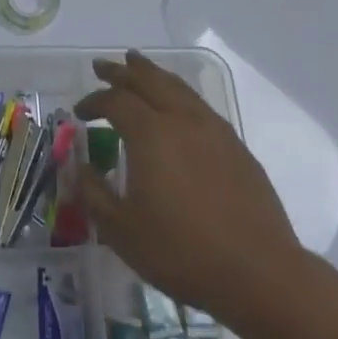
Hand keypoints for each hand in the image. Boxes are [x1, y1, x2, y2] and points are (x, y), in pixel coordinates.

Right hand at [74, 52, 304, 331]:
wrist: (258, 272)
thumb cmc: (180, 252)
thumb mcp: (120, 230)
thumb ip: (94, 193)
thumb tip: (80, 167)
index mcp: (150, 134)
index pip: (115, 101)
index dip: (93, 101)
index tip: (79, 113)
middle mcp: (182, 120)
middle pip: (149, 81)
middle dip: (122, 71)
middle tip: (102, 66)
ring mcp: (214, 130)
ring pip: (178, 88)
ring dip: (153, 75)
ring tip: (139, 67)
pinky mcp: (236, 147)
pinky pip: (200, 105)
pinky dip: (179, 95)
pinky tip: (177, 107)